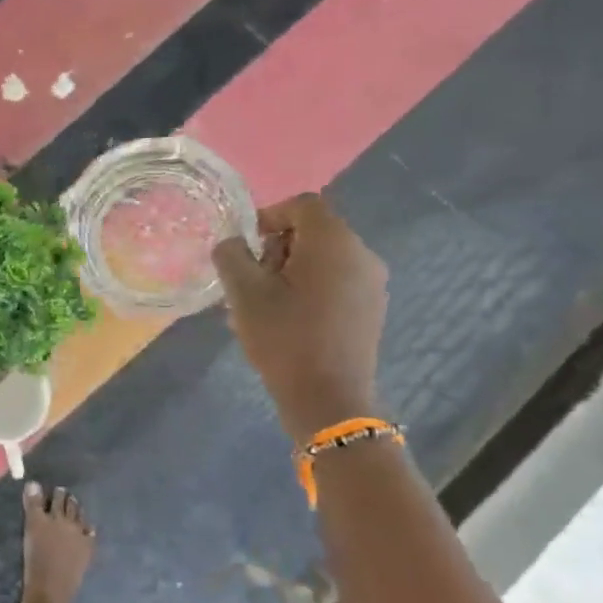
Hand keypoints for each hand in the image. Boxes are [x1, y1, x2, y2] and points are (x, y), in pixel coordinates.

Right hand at [212, 193, 388, 440]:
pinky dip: (309, 288)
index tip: (245, 247)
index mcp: (333, 241)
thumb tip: (231, 243)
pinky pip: (335, 282)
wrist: (328, 398)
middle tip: (250, 281)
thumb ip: (231, 256)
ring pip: (323, 258)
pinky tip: (287, 320)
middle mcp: (361, 254)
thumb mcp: (244, 293)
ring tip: (263, 305)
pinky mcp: (371, 309)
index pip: (302, 204)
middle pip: (314, 231)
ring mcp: (371, 283)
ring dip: (290, 271)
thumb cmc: (284, 337)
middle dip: (276, 248)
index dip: (268, 216)